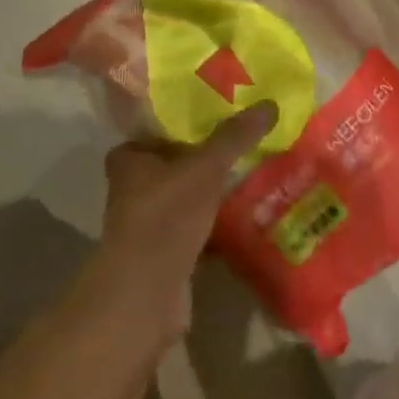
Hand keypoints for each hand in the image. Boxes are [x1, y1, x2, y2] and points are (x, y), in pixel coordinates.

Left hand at [91, 101, 278, 340]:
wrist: (146, 295)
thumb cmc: (165, 216)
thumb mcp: (205, 168)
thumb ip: (234, 137)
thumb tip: (269, 104)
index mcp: (129, 160)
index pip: (155, 130)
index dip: (182, 124)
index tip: (216, 116)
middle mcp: (131, 189)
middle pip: (172, 164)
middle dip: (202, 158)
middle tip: (241, 143)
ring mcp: (146, 225)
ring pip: (184, 197)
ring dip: (209, 192)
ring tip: (249, 174)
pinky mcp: (163, 254)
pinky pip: (193, 229)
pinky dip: (214, 224)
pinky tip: (243, 216)